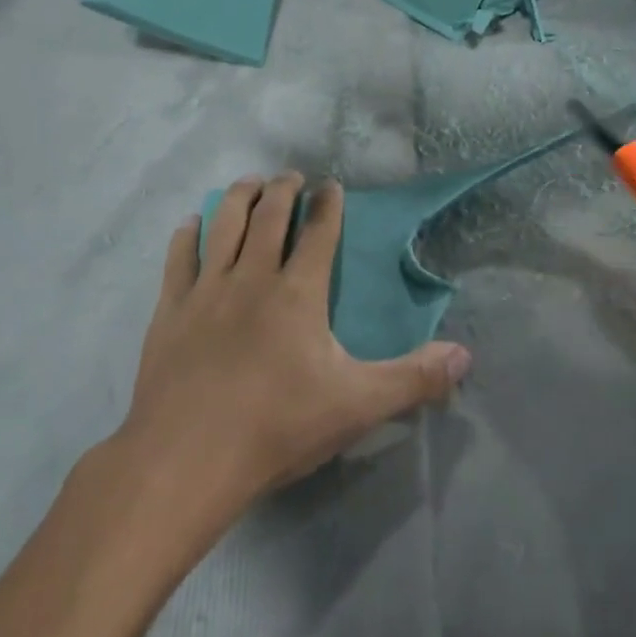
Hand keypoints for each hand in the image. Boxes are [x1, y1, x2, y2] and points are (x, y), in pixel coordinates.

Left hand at [118, 174, 470, 528]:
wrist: (186, 460)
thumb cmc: (276, 428)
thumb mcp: (357, 406)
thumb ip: (413, 379)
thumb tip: (465, 356)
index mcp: (298, 292)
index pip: (318, 233)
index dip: (328, 205)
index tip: (331, 185)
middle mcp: (252, 277)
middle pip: (269, 217)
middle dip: (284, 190)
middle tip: (291, 176)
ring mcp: (208, 290)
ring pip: (224, 225)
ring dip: (238, 197)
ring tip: (249, 182)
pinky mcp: (171, 311)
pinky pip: (179, 259)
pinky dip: (187, 235)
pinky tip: (190, 223)